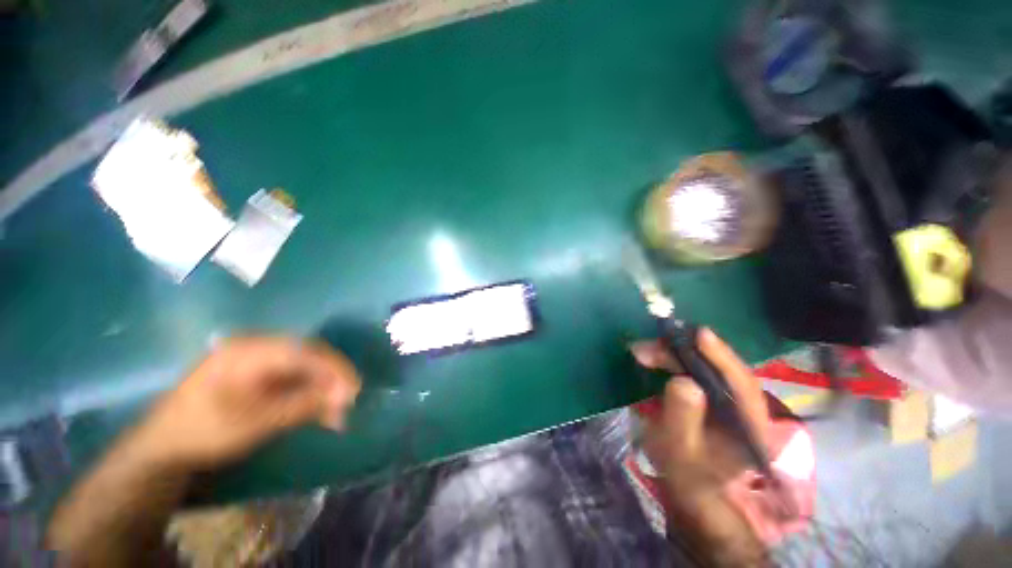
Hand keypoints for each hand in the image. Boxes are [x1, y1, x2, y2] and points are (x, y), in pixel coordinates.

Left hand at [132, 337, 361, 470]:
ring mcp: (258, 362)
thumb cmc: (204, 431)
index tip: (353, 389)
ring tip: (336, 413)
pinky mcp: (259, 375)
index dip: (334, 368)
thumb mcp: (254, 423)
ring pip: (304, 369)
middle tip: (348, 402)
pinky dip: (309, 394)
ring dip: (323, 389)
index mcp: (250, 351)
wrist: (164, 446)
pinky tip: (319, 411)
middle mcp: (257, 349)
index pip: (305, 351)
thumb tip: (342, 397)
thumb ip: (301, 406)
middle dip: (332, 380)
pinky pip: (293, 379)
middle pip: (308, 357)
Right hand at [632, 328, 770, 565]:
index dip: (721, 356)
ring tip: (642, 352)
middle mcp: (744, 409)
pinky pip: (694, 374)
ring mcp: (727, 404)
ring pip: (704, 369)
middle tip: (646, 348)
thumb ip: (683, 418)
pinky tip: (654, 360)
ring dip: (673, 356)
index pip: (741, 384)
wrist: (693, 496)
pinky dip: (673, 363)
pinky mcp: (711, 400)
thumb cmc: (689, 478)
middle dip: (682, 353)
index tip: (697, 333)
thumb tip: (682, 380)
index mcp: (750, 426)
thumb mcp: (681, 451)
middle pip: (718, 370)